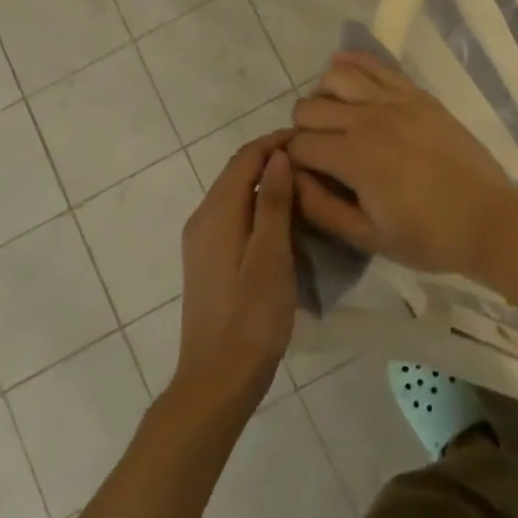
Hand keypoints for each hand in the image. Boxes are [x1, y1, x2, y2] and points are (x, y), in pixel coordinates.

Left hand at [174, 132, 297, 409]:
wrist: (217, 379)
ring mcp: (202, 242)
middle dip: (272, 159)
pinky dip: (258, 206)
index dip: (275, 142)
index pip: (244, 158)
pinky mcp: (208, 262)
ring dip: (266, 183)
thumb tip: (278, 155)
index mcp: (215, 214)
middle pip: (236, 173)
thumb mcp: (270, 256)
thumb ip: (273, 203)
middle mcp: (202, 220)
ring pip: (235, 195)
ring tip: (306, 185)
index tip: (310, 139)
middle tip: (314, 160)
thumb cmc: (251, 317)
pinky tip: (284, 220)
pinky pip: (234, 217)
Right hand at [289, 50, 517, 276]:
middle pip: (309, 107)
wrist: (488, 220)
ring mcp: (396, 101)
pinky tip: (343, 70)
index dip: (292, 161)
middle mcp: (369, 119)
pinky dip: (353, 63)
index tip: (302, 175)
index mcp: (354, 158)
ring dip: (324, 96)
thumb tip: (290, 179)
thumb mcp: (368, 237)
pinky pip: (377, 65)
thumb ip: (321, 208)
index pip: (299, 145)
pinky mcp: (418, 94)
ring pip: (336, 76)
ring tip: (334, 118)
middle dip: (303, 130)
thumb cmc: (427, 237)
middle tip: (319, 152)